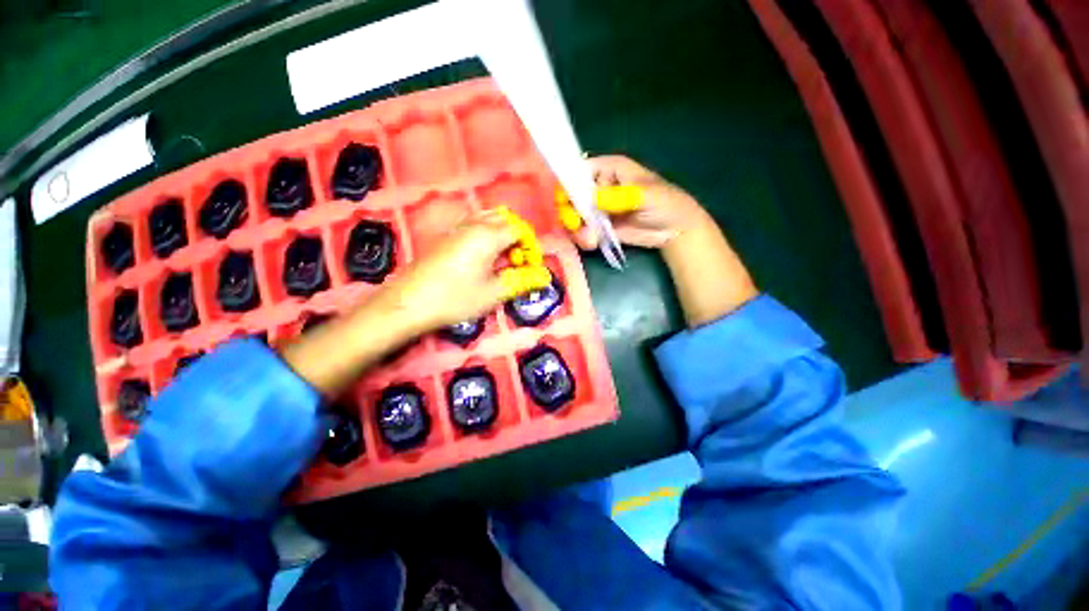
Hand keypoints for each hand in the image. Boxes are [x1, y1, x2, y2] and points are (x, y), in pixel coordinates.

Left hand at [389, 210, 551, 330]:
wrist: (408, 303)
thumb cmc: (455, 298)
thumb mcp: (494, 293)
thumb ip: (521, 281)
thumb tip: (545, 276)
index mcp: (488, 235)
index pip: (520, 229)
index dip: (531, 247)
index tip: (531, 267)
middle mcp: (473, 224)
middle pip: (505, 220)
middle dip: (518, 238)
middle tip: (518, 262)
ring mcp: (457, 228)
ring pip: (488, 219)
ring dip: (502, 235)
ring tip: (502, 259)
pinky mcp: (446, 237)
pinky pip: (474, 225)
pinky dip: (487, 235)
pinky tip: (483, 258)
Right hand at [567, 154, 757, 326]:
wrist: (674, 230)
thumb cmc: (665, 202)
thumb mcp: (645, 195)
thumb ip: (620, 196)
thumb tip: (594, 200)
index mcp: (608, 170)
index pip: (579, 170)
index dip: (568, 182)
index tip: (564, 199)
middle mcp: (598, 188)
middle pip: (571, 195)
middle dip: (570, 210)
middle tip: (576, 222)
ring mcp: (597, 210)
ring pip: (574, 216)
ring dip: (577, 228)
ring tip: (590, 238)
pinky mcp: (599, 229)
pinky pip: (583, 232)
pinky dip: (584, 238)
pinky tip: (593, 242)